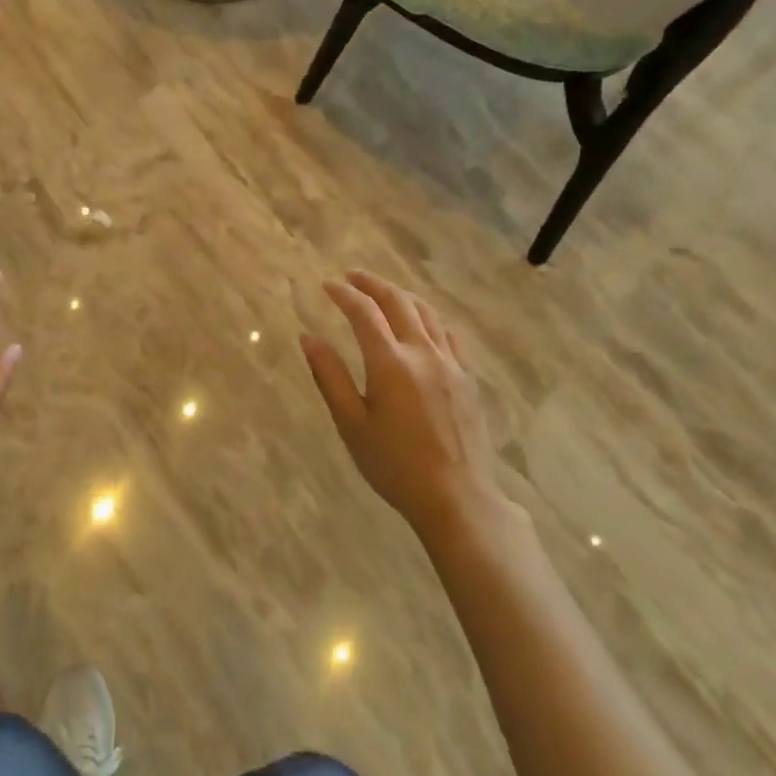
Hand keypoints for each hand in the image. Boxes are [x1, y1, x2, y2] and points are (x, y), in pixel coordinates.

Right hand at [300, 270, 524, 546]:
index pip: (364, 313)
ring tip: (383, 293)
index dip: (345, 294)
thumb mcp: (351, 423)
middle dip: (373, 284)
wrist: (457, 497)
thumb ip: (329, 376)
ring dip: (401, 296)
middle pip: (398, 302)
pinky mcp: (467, 378)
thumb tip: (308, 337)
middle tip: (352, 277)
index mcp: (390, 363)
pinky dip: (429, 319)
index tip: (328, 285)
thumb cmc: (394, 465)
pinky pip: (449, 334)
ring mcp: (450, 364)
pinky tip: (422, 324)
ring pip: (426, 313)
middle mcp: (422, 353)